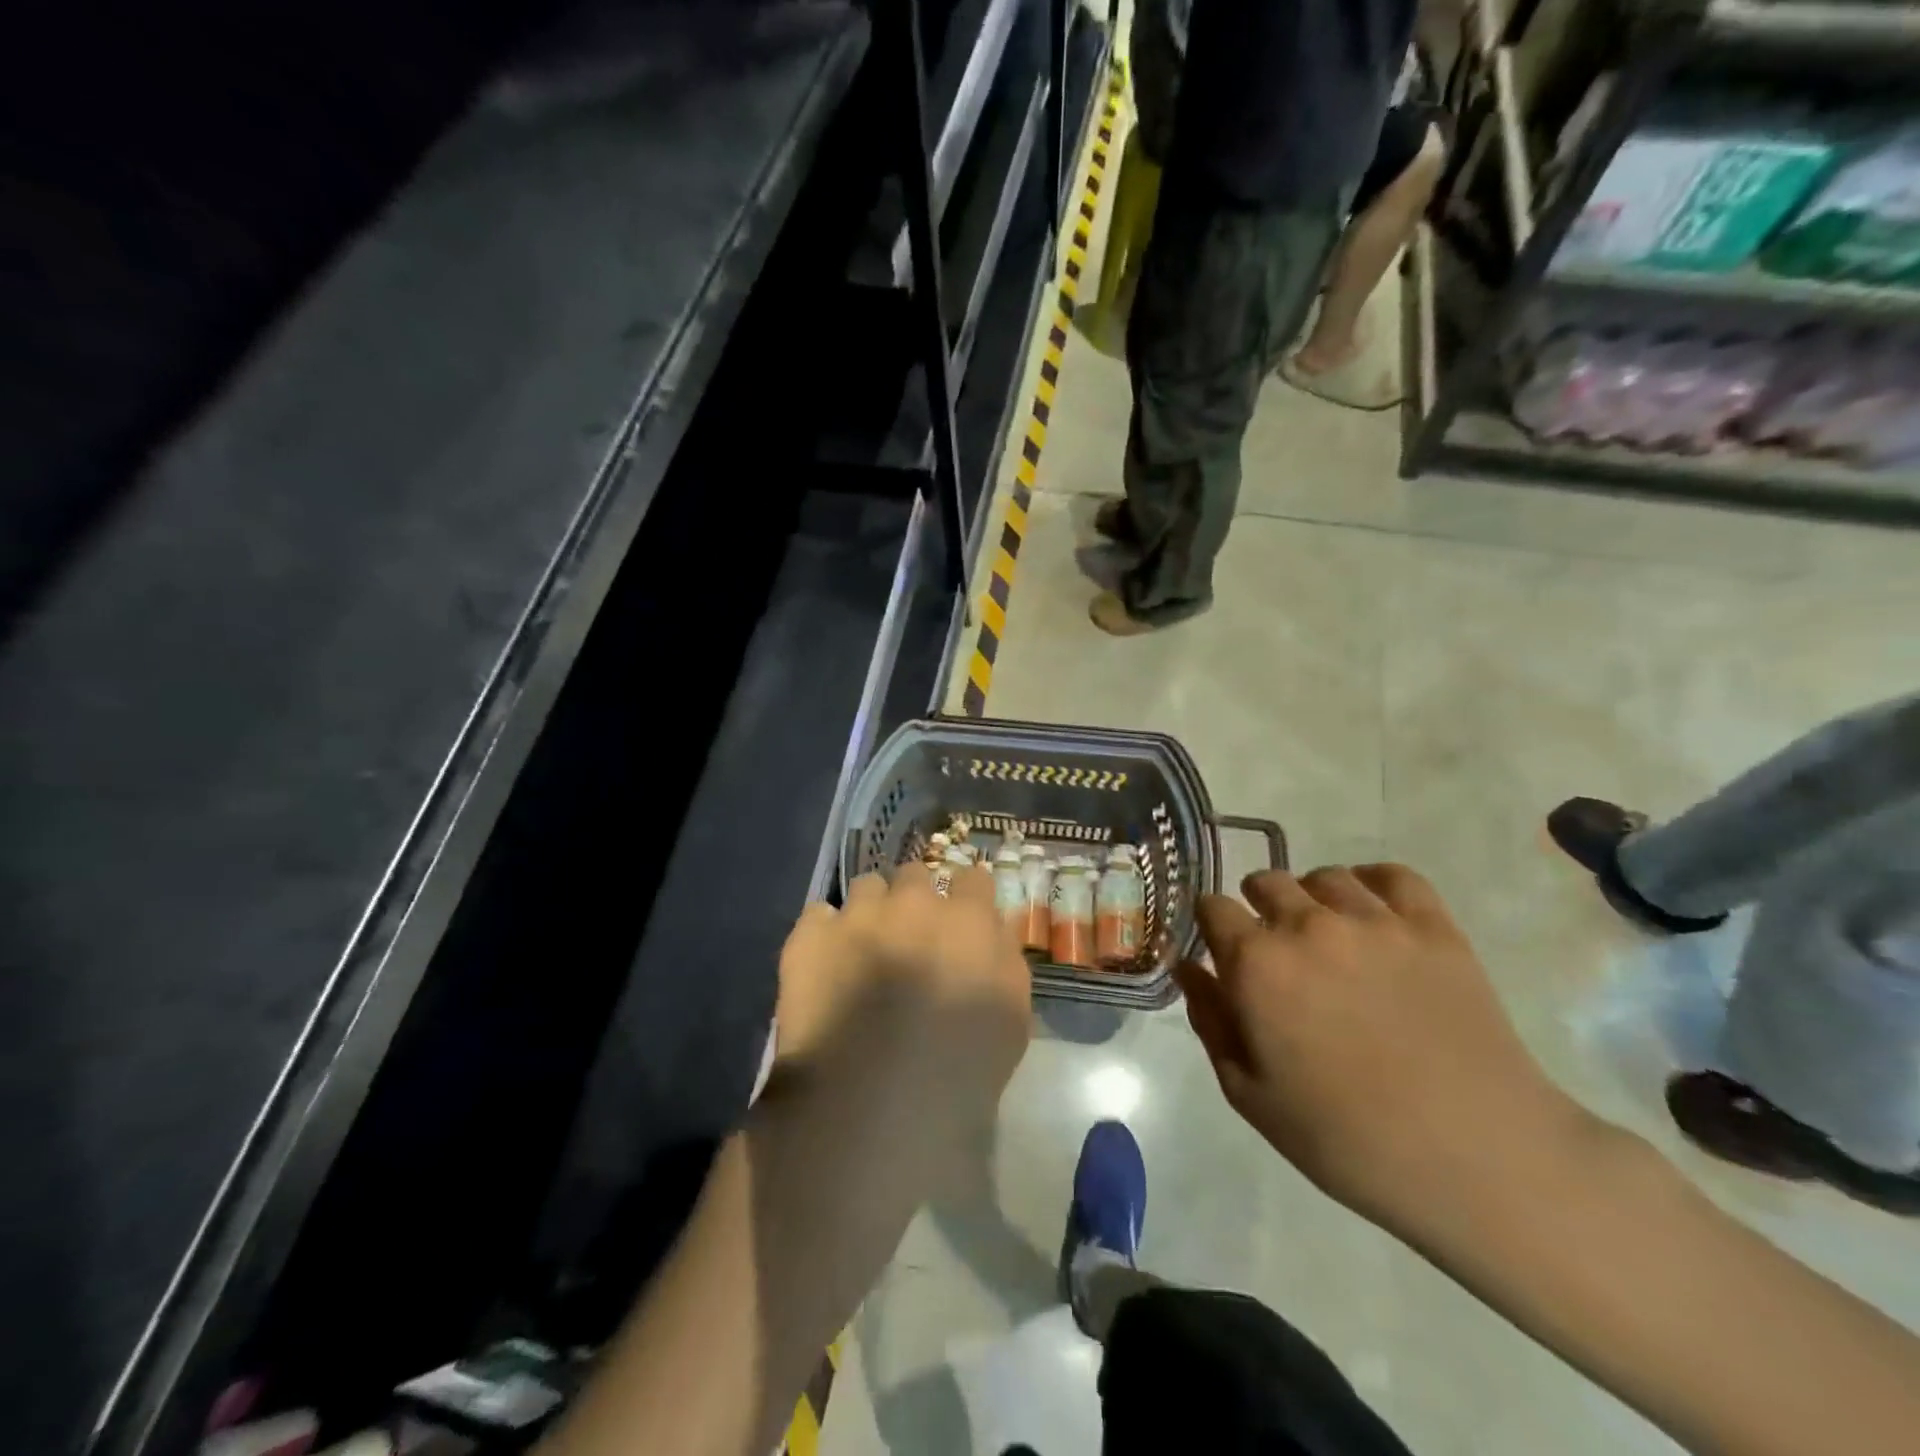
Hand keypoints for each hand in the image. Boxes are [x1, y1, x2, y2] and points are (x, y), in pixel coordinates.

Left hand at [771, 865, 1031, 1179]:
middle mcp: (912, 904)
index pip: (973, 877)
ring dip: (871, 909)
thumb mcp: (1011, 1019)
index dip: (967, 895)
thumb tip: (990, 929)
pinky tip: (826, 964)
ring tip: (865, 947)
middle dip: (915, 897)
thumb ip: (1004, 960)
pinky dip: (825, 933)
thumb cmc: (958, 1072)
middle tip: (911, 936)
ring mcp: (857, 916)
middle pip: (915, 874)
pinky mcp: (809, 937)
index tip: (963, 915)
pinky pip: (819, 914)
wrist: (871, 1104)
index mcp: (967, 921)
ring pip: (866, 886)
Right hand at [1175, 864, 1587, 1239]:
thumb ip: (1210, 1020)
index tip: (1222, 950)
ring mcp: (1374, 921)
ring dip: (1313, 898)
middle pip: (1265, 881)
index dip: (1211, 926)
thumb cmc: (1346, 1138)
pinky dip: (1374, 884)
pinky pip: (1393, 875)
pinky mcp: (1433, 927)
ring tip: (1327, 934)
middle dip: (1258, 908)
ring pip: (1324, 876)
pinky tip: (1375, 914)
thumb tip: (1189, 967)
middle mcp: (1307, 925)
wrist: (1477, 1159)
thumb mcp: (1250, 1094)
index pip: (1212, 907)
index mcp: (1256, 963)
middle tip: (1276, 950)